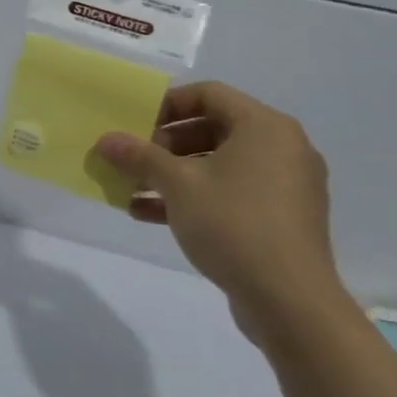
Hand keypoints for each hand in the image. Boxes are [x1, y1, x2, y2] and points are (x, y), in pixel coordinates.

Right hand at [94, 81, 344, 339]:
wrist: (290, 302)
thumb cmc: (234, 224)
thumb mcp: (178, 184)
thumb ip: (140, 156)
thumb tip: (105, 140)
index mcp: (265, 127)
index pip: (208, 94)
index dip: (167, 104)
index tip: (135, 124)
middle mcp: (282, 148)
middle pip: (212, 129)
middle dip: (165, 144)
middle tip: (133, 159)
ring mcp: (285, 186)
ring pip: (218, 165)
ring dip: (173, 174)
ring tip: (132, 189)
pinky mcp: (280, 220)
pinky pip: (231, 194)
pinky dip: (194, 198)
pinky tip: (150, 214)